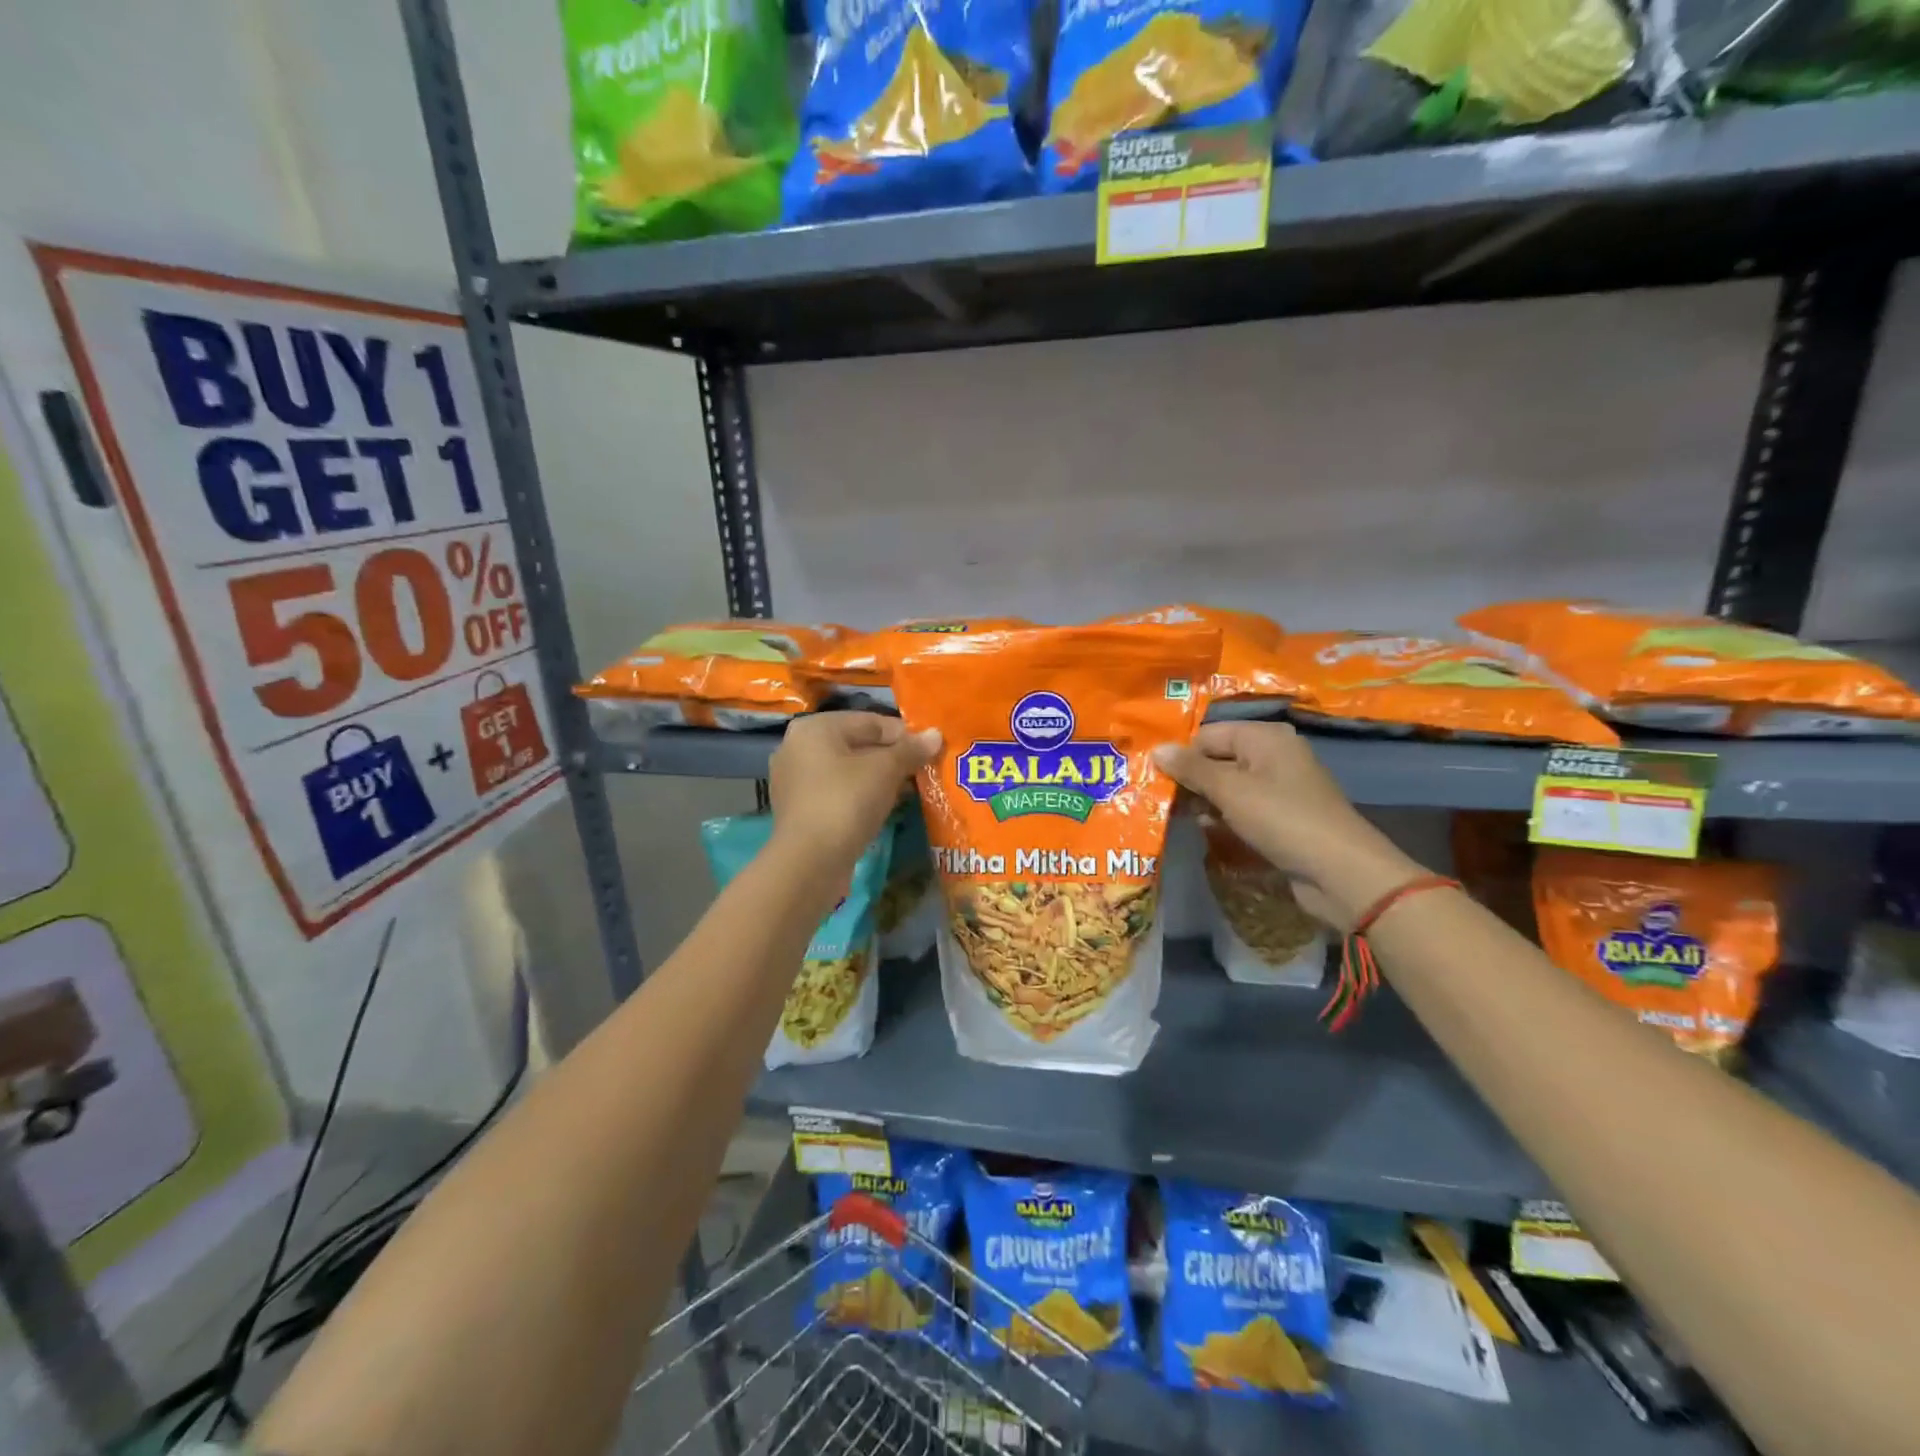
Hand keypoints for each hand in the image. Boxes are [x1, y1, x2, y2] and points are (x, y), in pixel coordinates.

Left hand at [768, 712, 940, 869]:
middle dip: (892, 758)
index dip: (904, 735)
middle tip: (923, 772)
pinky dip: (861, 797)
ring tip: (909, 792)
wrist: (810, 863)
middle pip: (858, 745)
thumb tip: (935, 734)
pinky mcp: (800, 810)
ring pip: (849, 771)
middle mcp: (798, 748)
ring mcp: (795, 781)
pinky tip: (884, 809)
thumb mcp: (885, 770)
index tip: (930, 751)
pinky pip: (838, 793)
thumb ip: (911, 749)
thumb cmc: (846, 803)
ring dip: (879, 779)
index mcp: (815, 728)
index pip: (870, 721)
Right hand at [1153, 722, 1423, 929]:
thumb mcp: (1230, 790)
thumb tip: (1156, 748)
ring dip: (1205, 803)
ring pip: (1227, 787)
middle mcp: (1273, 755)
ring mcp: (1279, 788)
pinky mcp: (1282, 817)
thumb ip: (1191, 769)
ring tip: (1180, 819)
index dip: (1181, 755)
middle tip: (1160, 802)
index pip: (1207, 734)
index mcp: (1265, 737)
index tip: (1154, 779)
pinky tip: (1210, 832)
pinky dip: (1225, 818)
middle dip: (1190, 781)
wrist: (1339, 872)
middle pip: (1217, 759)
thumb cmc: (1282, 819)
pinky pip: (1243, 809)